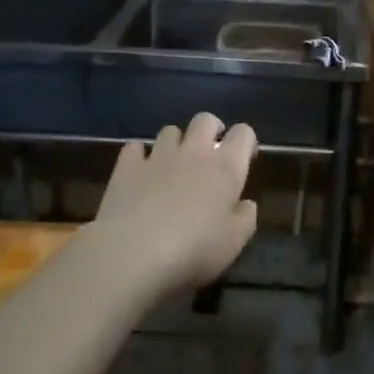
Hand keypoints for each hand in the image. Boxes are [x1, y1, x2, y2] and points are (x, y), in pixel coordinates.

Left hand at [91, 113, 258, 294]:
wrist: (133, 253)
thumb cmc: (194, 250)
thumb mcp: (234, 243)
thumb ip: (245, 218)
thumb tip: (246, 204)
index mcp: (225, 168)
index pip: (243, 133)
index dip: (246, 140)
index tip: (244, 158)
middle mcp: (193, 152)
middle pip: (205, 120)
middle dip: (210, 129)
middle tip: (210, 151)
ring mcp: (157, 156)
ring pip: (170, 130)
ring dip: (176, 142)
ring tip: (174, 164)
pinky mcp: (127, 167)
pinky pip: (134, 148)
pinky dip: (139, 155)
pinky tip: (139, 171)